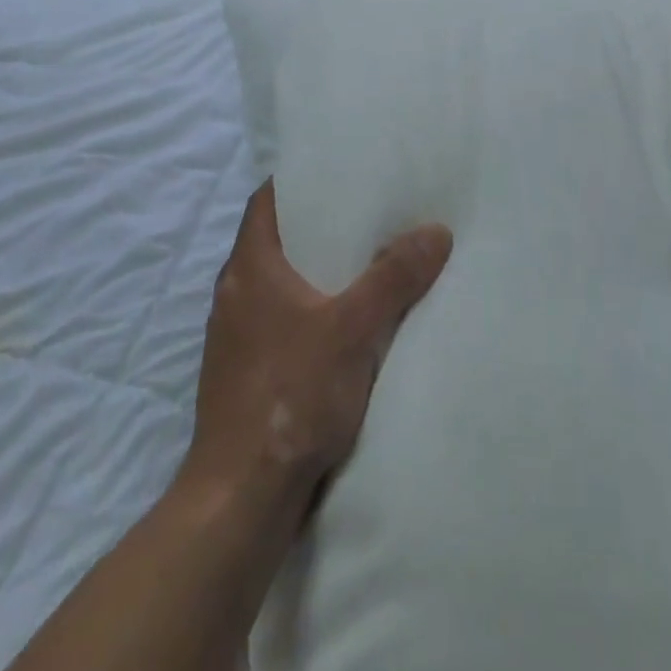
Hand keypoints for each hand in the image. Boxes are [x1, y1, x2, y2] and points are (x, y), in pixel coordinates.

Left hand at [181, 181, 452, 514]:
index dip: (299, 181)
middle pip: (277, 240)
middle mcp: (235, 294)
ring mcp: (237, 337)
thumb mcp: (352, 328)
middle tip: (370, 211)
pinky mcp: (246, 374)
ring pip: (282, 284)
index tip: (339, 171)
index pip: (266, 201)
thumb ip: (393, 277)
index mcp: (249, 268)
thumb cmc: (290, 396)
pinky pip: (283, 321)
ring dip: (318, 271)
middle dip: (320, 225)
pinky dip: (313, 310)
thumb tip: (435, 230)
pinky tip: (349, 323)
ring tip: (368, 260)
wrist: (240, 499)